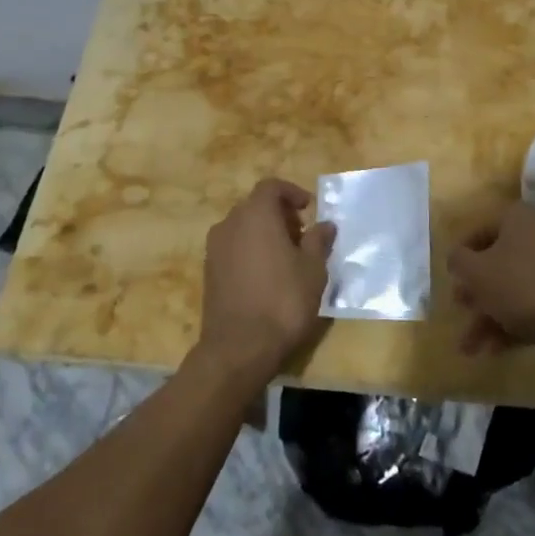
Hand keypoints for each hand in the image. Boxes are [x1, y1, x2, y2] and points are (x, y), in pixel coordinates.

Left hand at [194, 178, 334, 385]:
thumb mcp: (313, 270)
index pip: (271, 187)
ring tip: (287, 258)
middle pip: (255, 206)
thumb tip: (325, 224)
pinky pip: (233, 248)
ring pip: (242, 228)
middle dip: (279, 214)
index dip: (291, 193)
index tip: (309, 208)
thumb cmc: (283, 301)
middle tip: (301, 235)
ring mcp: (215, 249)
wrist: (238, 349)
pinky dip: (250, 251)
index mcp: (256, 215)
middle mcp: (230, 224)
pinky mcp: (209, 272)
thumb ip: (318, 241)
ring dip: (264, 233)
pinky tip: (267, 276)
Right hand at [448, 201, 534, 375]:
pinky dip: (510, 325)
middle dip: (475, 290)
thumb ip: (459, 260)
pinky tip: (490, 351)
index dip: (462, 252)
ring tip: (468, 347)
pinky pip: (531, 305)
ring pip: (513, 287)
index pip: (483, 228)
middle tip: (459, 308)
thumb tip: (456, 257)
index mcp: (521, 218)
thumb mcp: (477, 272)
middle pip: (499, 260)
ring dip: (488, 316)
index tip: (450, 276)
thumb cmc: (522, 286)